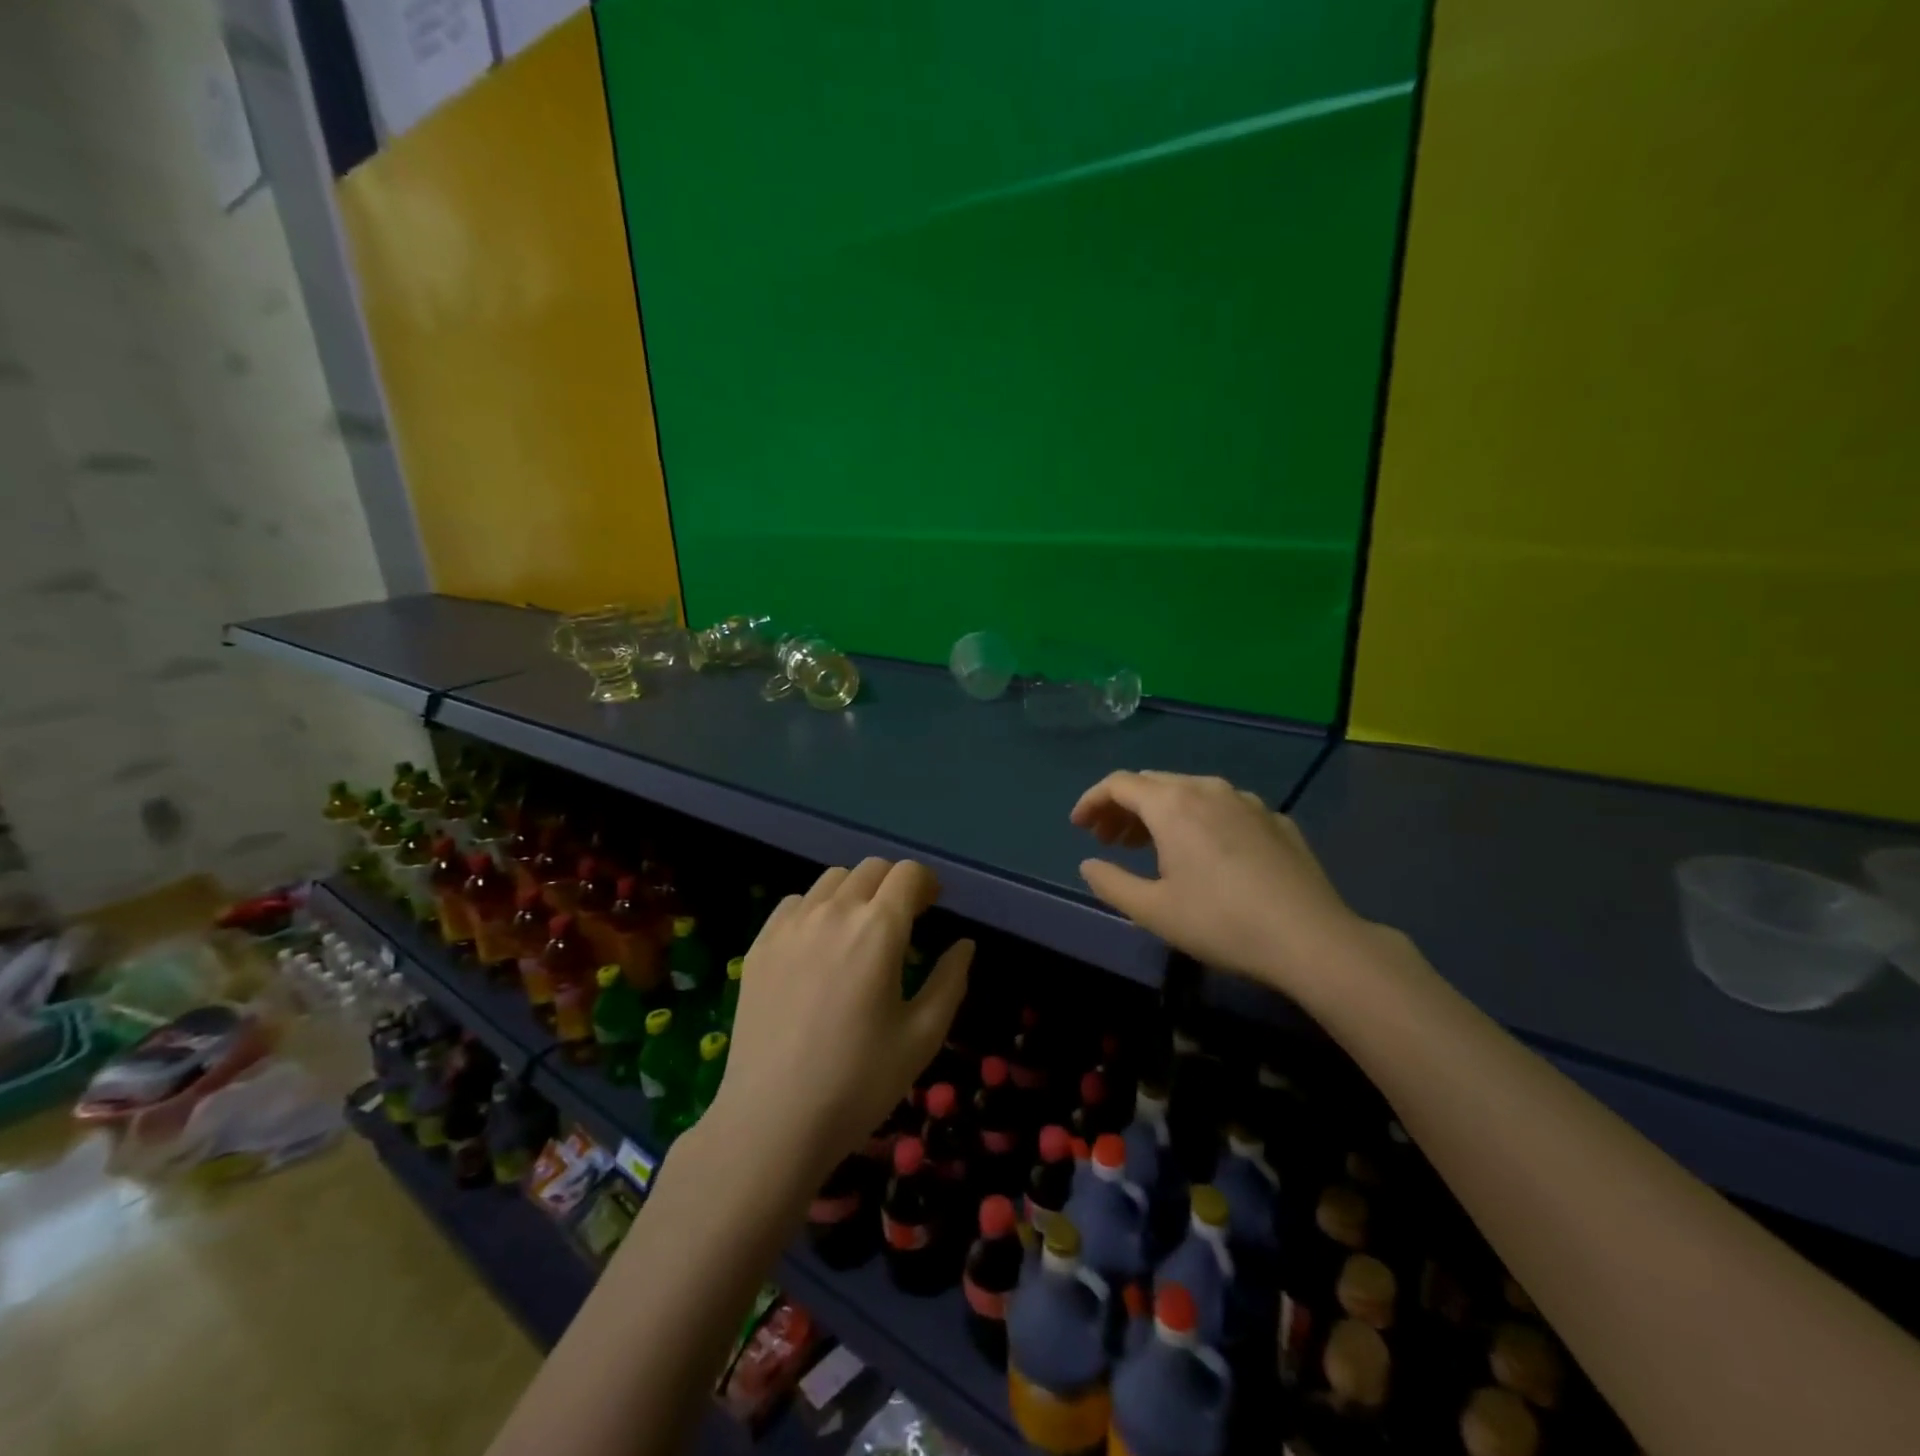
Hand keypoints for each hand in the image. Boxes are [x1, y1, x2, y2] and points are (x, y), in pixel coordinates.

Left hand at [713, 858, 972, 1181]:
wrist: (772, 1120)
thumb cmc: (859, 1082)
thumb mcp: (922, 1036)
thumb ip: (950, 980)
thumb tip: (964, 945)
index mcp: (878, 929)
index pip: (908, 874)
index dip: (927, 883)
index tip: (933, 907)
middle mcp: (834, 912)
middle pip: (872, 869)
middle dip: (895, 885)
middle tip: (903, 920)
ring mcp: (791, 925)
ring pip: (832, 880)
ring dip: (856, 892)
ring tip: (860, 930)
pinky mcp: (761, 943)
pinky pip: (796, 903)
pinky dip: (817, 908)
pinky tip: (819, 945)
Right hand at [1071, 770, 1368, 994]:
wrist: (1312, 939)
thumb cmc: (1221, 922)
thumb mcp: (1153, 911)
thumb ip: (1111, 883)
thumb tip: (1089, 864)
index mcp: (1173, 805)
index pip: (1119, 784)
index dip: (1092, 801)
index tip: (1078, 826)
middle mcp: (1208, 790)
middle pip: (1152, 784)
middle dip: (1123, 807)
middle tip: (1108, 840)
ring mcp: (1247, 802)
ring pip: (1189, 792)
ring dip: (1159, 813)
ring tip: (1149, 847)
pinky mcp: (1275, 820)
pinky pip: (1223, 808)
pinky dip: (1198, 820)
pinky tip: (1205, 855)